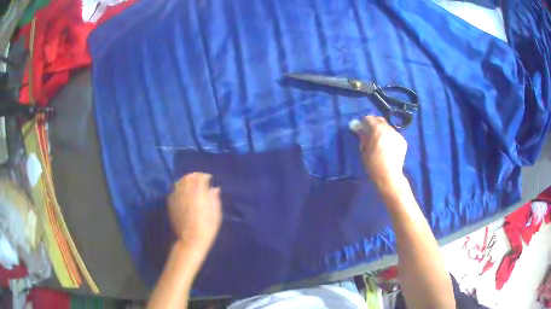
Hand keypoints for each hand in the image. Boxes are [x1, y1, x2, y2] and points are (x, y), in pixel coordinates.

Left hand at [168, 173, 221, 251]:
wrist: (191, 240)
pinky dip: (178, 188)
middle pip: (188, 178)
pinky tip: (182, 192)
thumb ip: (215, 199)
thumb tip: (214, 188)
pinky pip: (174, 191)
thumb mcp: (216, 214)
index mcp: (199, 194)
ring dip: (185, 181)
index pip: (200, 178)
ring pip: (179, 182)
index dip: (204, 176)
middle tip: (199, 179)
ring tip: (190, 184)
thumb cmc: (207, 228)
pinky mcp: (171, 204)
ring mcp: (177, 198)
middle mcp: (187, 193)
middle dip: (194, 176)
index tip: (209, 178)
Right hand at [352, 116, 406, 186]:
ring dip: (383, 130)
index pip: (369, 118)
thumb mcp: (364, 150)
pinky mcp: (403, 141)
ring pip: (388, 127)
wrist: (389, 176)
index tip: (361, 125)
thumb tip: (359, 129)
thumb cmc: (373, 164)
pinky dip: (389, 137)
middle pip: (380, 120)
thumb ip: (363, 137)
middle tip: (370, 131)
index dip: (364, 121)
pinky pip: (394, 135)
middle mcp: (389, 129)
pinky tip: (387, 146)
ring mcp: (397, 135)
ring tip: (380, 140)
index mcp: (378, 130)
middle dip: (374, 123)